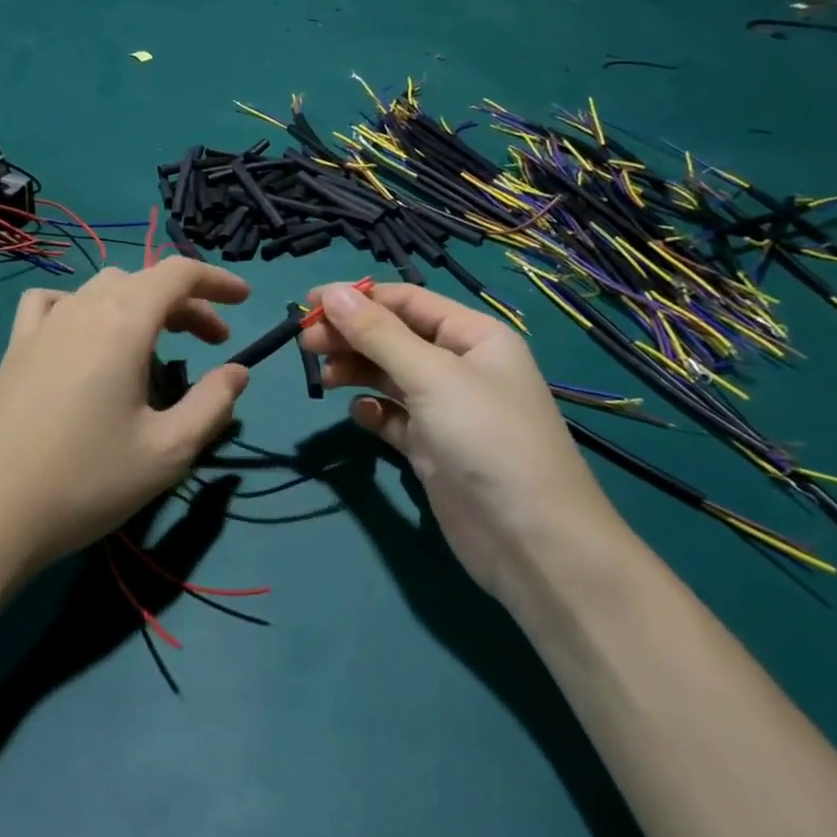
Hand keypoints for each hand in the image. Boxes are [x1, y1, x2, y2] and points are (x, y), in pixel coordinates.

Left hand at [0, 259, 250, 574]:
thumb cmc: (86, 479)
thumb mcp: (167, 450)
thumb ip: (213, 404)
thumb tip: (237, 372)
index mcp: (124, 321)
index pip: (179, 274)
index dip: (217, 281)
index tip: (244, 302)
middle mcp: (83, 307)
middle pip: (144, 281)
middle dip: (187, 303)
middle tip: (213, 343)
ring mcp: (43, 324)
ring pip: (103, 289)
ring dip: (140, 305)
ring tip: (156, 345)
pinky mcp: (15, 348)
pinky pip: (54, 303)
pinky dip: (83, 307)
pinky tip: (83, 335)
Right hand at [298, 282, 617, 598]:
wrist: (531, 543)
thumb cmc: (487, 439)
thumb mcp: (431, 376)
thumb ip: (378, 334)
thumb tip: (333, 293)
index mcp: (475, 336)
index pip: (408, 301)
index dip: (358, 298)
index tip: (309, 303)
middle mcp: (461, 367)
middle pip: (394, 337)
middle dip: (351, 335)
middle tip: (305, 343)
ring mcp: (448, 410)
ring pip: (390, 376)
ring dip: (356, 370)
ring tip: (324, 378)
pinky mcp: (433, 449)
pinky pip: (394, 416)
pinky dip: (373, 411)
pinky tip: (359, 414)